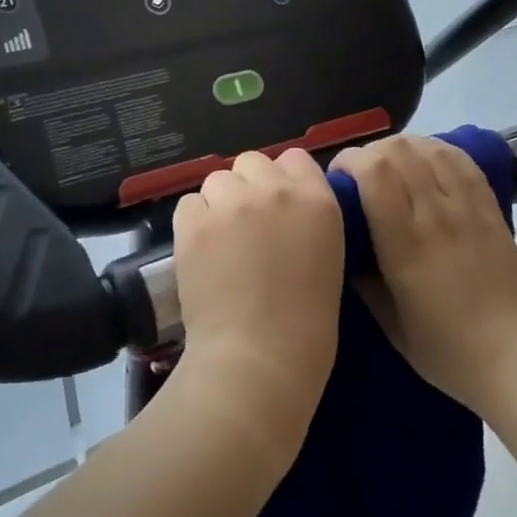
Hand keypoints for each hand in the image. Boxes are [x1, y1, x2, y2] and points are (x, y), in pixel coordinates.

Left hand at [170, 148, 344, 453]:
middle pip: (252, 162)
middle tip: (248, 225)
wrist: (259, 358)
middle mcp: (274, 190)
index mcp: (317, 200)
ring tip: (221, 240)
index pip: (295, 158)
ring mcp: (231, 203)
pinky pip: (189, 203)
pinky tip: (202, 251)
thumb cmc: (306, 324)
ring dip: (219, 202)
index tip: (279, 206)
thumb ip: (308, 219)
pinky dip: (194, 221)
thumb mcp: (327, 257)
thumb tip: (283, 210)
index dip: (283, 180)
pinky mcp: (193, 223)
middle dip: (249, 187)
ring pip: (217, 180)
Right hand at [331, 135, 516, 413]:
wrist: (515, 358)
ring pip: (430, 150)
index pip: (374, 174)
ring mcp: (467, 209)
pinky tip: (427, 158)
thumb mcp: (391, 326)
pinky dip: (438, 149)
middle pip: (399, 151)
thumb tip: (345, 249)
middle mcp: (436, 216)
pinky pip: (463, 161)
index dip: (350, 160)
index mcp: (405, 245)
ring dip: (403, 147)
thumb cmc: (447, 351)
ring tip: (392, 163)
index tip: (337, 175)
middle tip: (360, 172)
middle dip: (371, 151)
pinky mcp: (491, 209)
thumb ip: (364, 283)